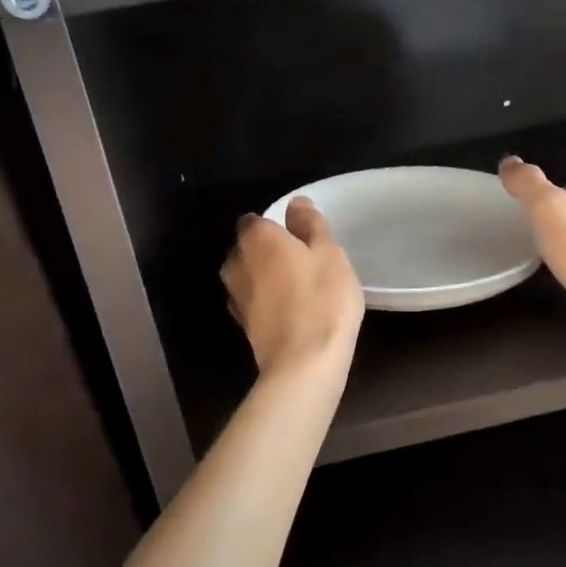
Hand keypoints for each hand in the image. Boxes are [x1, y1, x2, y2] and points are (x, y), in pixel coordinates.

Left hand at [222, 198, 364, 375]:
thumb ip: (310, 224)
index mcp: (257, 238)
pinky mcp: (242, 325)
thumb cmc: (322, 299)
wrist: (304, 363)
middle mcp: (237, 263)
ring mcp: (236, 297)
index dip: (274, 225)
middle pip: (247, 248)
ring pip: (246, 276)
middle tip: (299, 259)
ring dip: (263, 277)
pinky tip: (286, 309)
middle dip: (266, 250)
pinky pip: (252, 302)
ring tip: (294, 285)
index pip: (254, 220)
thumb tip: (295, 203)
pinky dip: (265, 301)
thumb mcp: (329, 254)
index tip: (297, 235)